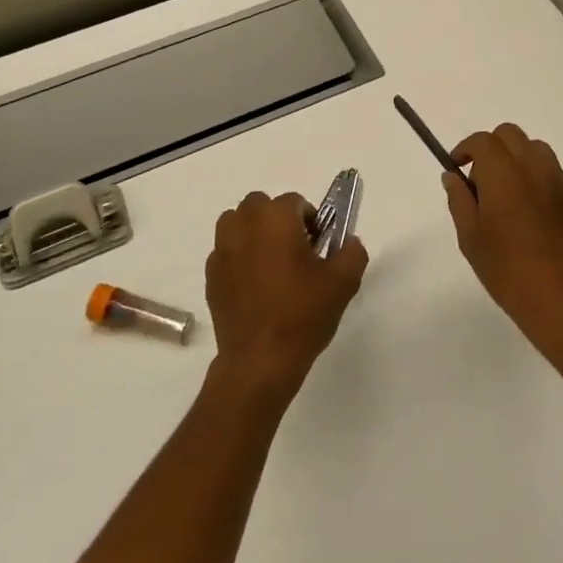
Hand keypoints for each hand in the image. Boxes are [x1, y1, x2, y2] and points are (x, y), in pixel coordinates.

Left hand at [206, 191, 367, 397]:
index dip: (310, 220)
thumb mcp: (343, 282)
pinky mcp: (210, 275)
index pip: (295, 201)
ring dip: (253, 232)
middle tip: (295, 250)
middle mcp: (244, 225)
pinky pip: (226, 252)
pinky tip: (254, 286)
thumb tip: (349, 242)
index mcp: (276, 218)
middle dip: (277, 219)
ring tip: (270, 262)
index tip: (318, 246)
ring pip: (237, 223)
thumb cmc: (303, 314)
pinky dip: (238, 257)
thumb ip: (352, 252)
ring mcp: (222, 250)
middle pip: (260, 205)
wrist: (260, 360)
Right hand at [443, 124, 562, 356]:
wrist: (560, 299)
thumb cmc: (506, 269)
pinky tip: (532, 212)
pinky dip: (538, 178)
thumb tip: (453, 176)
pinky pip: (554, 173)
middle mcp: (534, 167)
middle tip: (481, 180)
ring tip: (509, 193)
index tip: (457, 166)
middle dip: (492, 148)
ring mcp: (560, 181)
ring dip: (517, 159)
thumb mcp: (470, 237)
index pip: (483, 140)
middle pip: (511, 135)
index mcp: (504, 173)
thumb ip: (459, 199)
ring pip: (536, 149)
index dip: (466, 148)